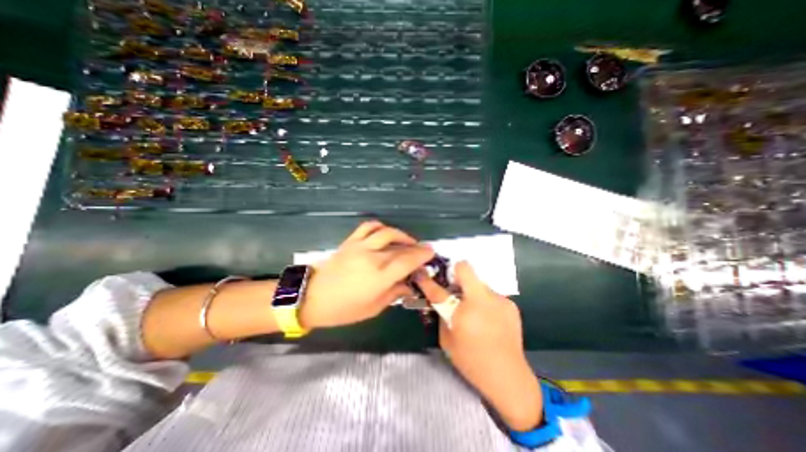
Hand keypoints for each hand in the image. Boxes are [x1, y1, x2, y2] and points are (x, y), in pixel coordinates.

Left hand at [298, 222, 433, 327]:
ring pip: (386, 232)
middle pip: (400, 247)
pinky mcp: (350, 242)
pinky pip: (368, 227)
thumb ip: (393, 293)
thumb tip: (409, 284)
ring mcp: (360, 247)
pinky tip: (386, 233)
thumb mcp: (373, 308)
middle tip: (422, 250)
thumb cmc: (343, 309)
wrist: (311, 297)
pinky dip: (381, 227)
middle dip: (416, 247)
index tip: (431, 252)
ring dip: (401, 234)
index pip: (407, 261)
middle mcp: (372, 258)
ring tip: (407, 241)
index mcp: (379, 277)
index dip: (422, 255)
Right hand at [416, 263, 540, 432]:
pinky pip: (491, 295)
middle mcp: (482, 300)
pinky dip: (485, 301)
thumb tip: (442, 300)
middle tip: (453, 287)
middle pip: (465, 269)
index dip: (427, 281)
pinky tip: (488, 319)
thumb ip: (443, 316)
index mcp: (463, 313)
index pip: (438, 291)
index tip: (421, 273)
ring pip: (479, 283)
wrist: (509, 377)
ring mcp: (499, 299)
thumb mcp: (447, 341)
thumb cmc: (472, 361)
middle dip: (455, 273)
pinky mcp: (510, 304)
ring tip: (475, 311)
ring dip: (472, 292)